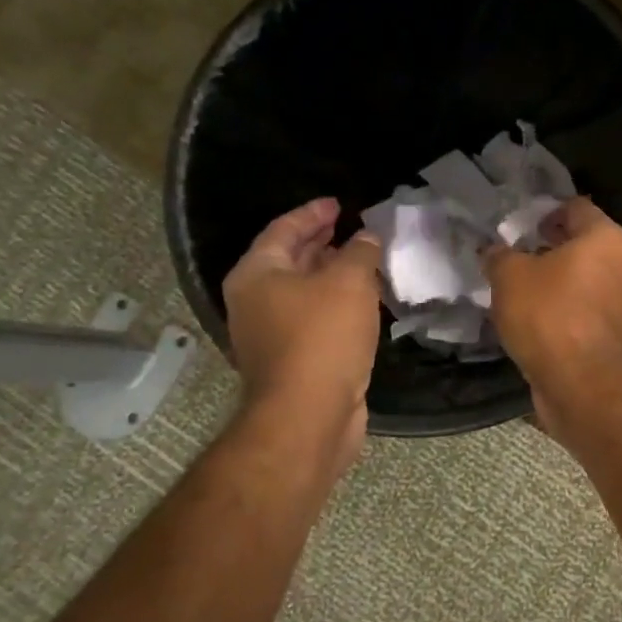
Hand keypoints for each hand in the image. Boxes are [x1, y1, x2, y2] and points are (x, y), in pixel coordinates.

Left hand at [222, 197, 382, 472]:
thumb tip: (366, 238)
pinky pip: (315, 319)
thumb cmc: (322, 337)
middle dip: (321, 243)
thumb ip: (360, 252)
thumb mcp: (348, 282)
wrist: (309, 416)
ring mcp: (271, 334)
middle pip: (290, 260)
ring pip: (304, 292)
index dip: (312, 213)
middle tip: (351, 228)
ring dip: (332, 275)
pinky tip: (364, 303)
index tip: (338, 204)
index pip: (283, 229)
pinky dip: (337, 304)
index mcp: (257, 275)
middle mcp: (256, 301)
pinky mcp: (292, 360)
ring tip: (364, 261)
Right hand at [482, 197, 621, 437]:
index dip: (543, 211)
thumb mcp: (509, 276)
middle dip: (548, 247)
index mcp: (605, 237)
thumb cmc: (550, 316)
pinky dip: (563, 309)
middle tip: (513, 255)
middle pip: (581, 243)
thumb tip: (495, 251)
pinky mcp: (615, 333)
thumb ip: (499, 255)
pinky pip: (584, 309)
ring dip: (554, 280)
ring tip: (518, 289)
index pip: (574, 207)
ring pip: (583, 278)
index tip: (517, 224)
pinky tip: (533, 319)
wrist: (583, 386)